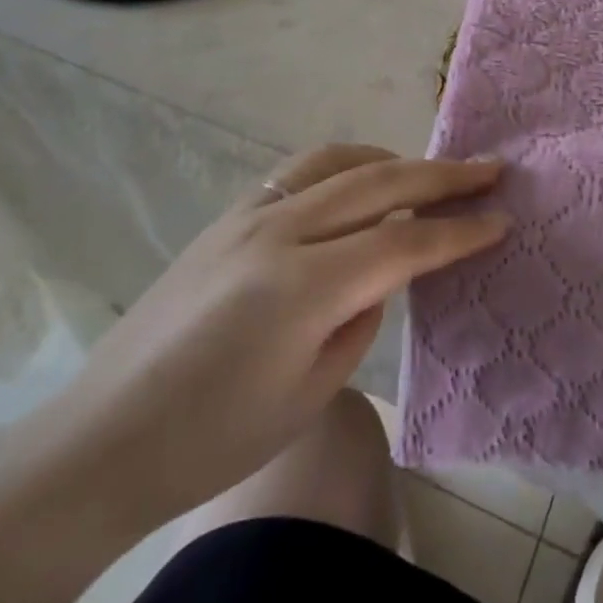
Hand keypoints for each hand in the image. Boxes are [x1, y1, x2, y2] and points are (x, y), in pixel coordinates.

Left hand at [32, 145, 505, 535]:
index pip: (404, 243)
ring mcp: (246, 216)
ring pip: (337, 160)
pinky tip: (358, 187)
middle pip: (379, 182)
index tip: (501, 219)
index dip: (459, 232)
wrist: (101, 442)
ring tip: (424, 173)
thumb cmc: (213, 440)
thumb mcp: (311, 390)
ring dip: (391, 160)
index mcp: (303, 285)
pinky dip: (345, 167)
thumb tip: (386, 267)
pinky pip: (300, 172)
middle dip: (442, 175)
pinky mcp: (226, 217)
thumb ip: (361, 314)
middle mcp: (278, 231)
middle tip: (489, 169)